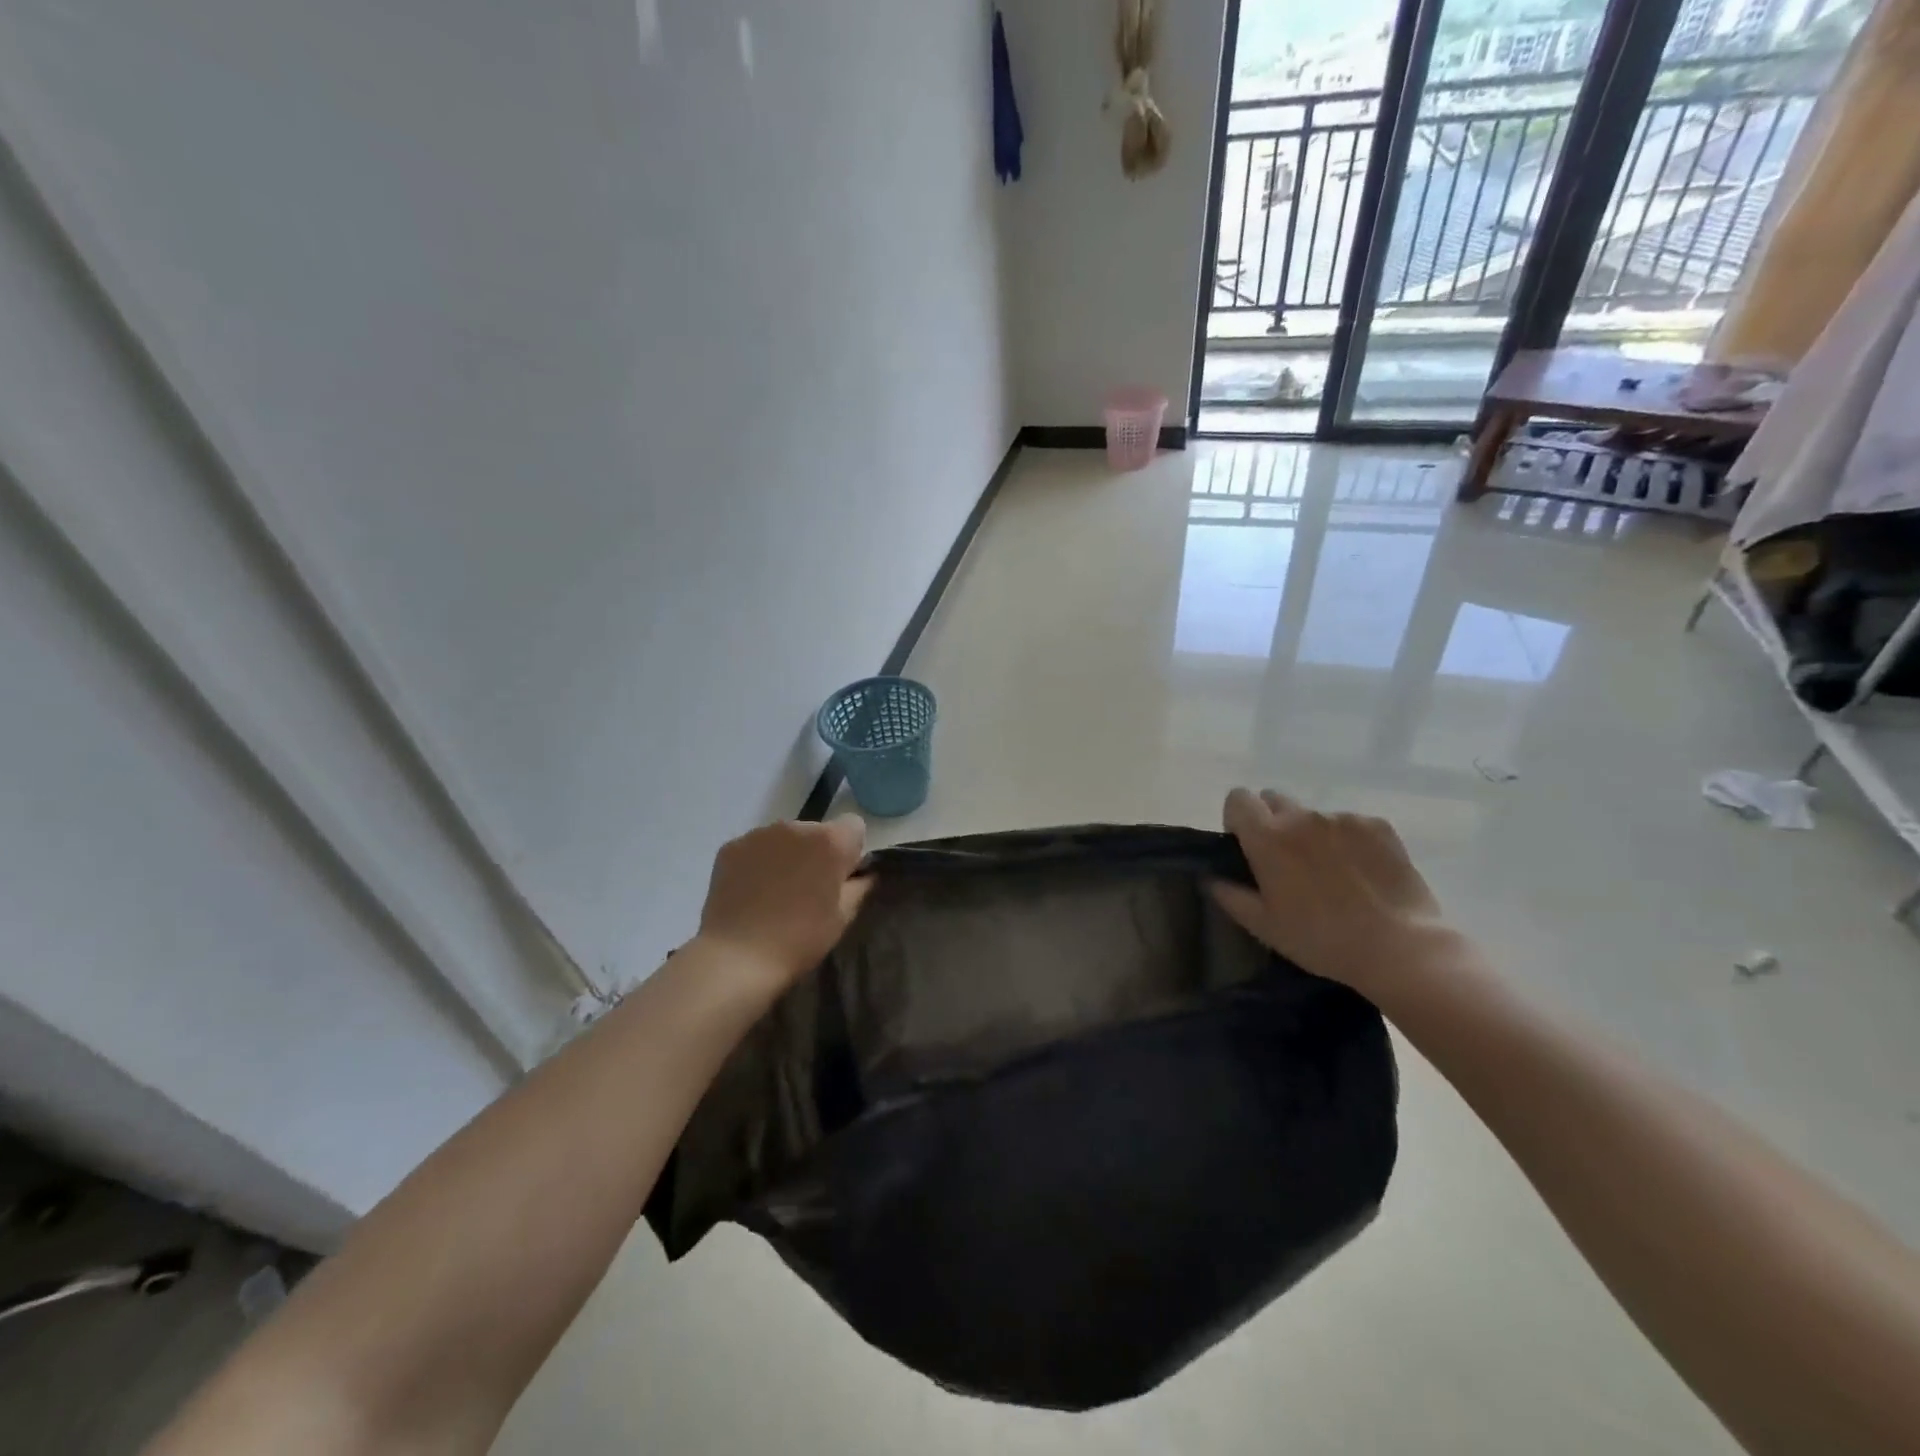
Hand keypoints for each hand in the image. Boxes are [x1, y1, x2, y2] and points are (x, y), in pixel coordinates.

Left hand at [695, 816, 873, 992]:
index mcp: (830, 840)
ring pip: (785, 838)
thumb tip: (864, 873)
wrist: (737, 957)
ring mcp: (759, 834)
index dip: (850, 851)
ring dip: (788, 855)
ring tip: (775, 893)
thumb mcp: (844, 917)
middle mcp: (796, 826)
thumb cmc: (800, 939)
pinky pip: (756, 848)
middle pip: (817, 831)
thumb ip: (860, 886)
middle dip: (817, 852)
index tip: (840, 878)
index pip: (854, 826)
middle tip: (807, 890)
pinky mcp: (731, 846)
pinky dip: (758, 863)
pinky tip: (751, 893)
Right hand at [1211, 788, 1448, 997]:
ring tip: (1331, 873)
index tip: (1246, 845)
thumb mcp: (1265, 927)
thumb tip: (1211, 878)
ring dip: (1312, 833)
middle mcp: (1302, 817)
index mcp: (1267, 837)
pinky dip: (1348, 841)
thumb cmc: (1321, 940)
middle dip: (1272, 821)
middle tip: (1285, 860)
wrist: (1400, 949)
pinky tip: (1361, 873)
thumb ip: (1230, 896)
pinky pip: (1350, 823)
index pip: (1238, 798)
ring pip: (1313, 815)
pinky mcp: (1378, 825)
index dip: (1237, 818)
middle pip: (1274, 799)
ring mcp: (1342, 818)